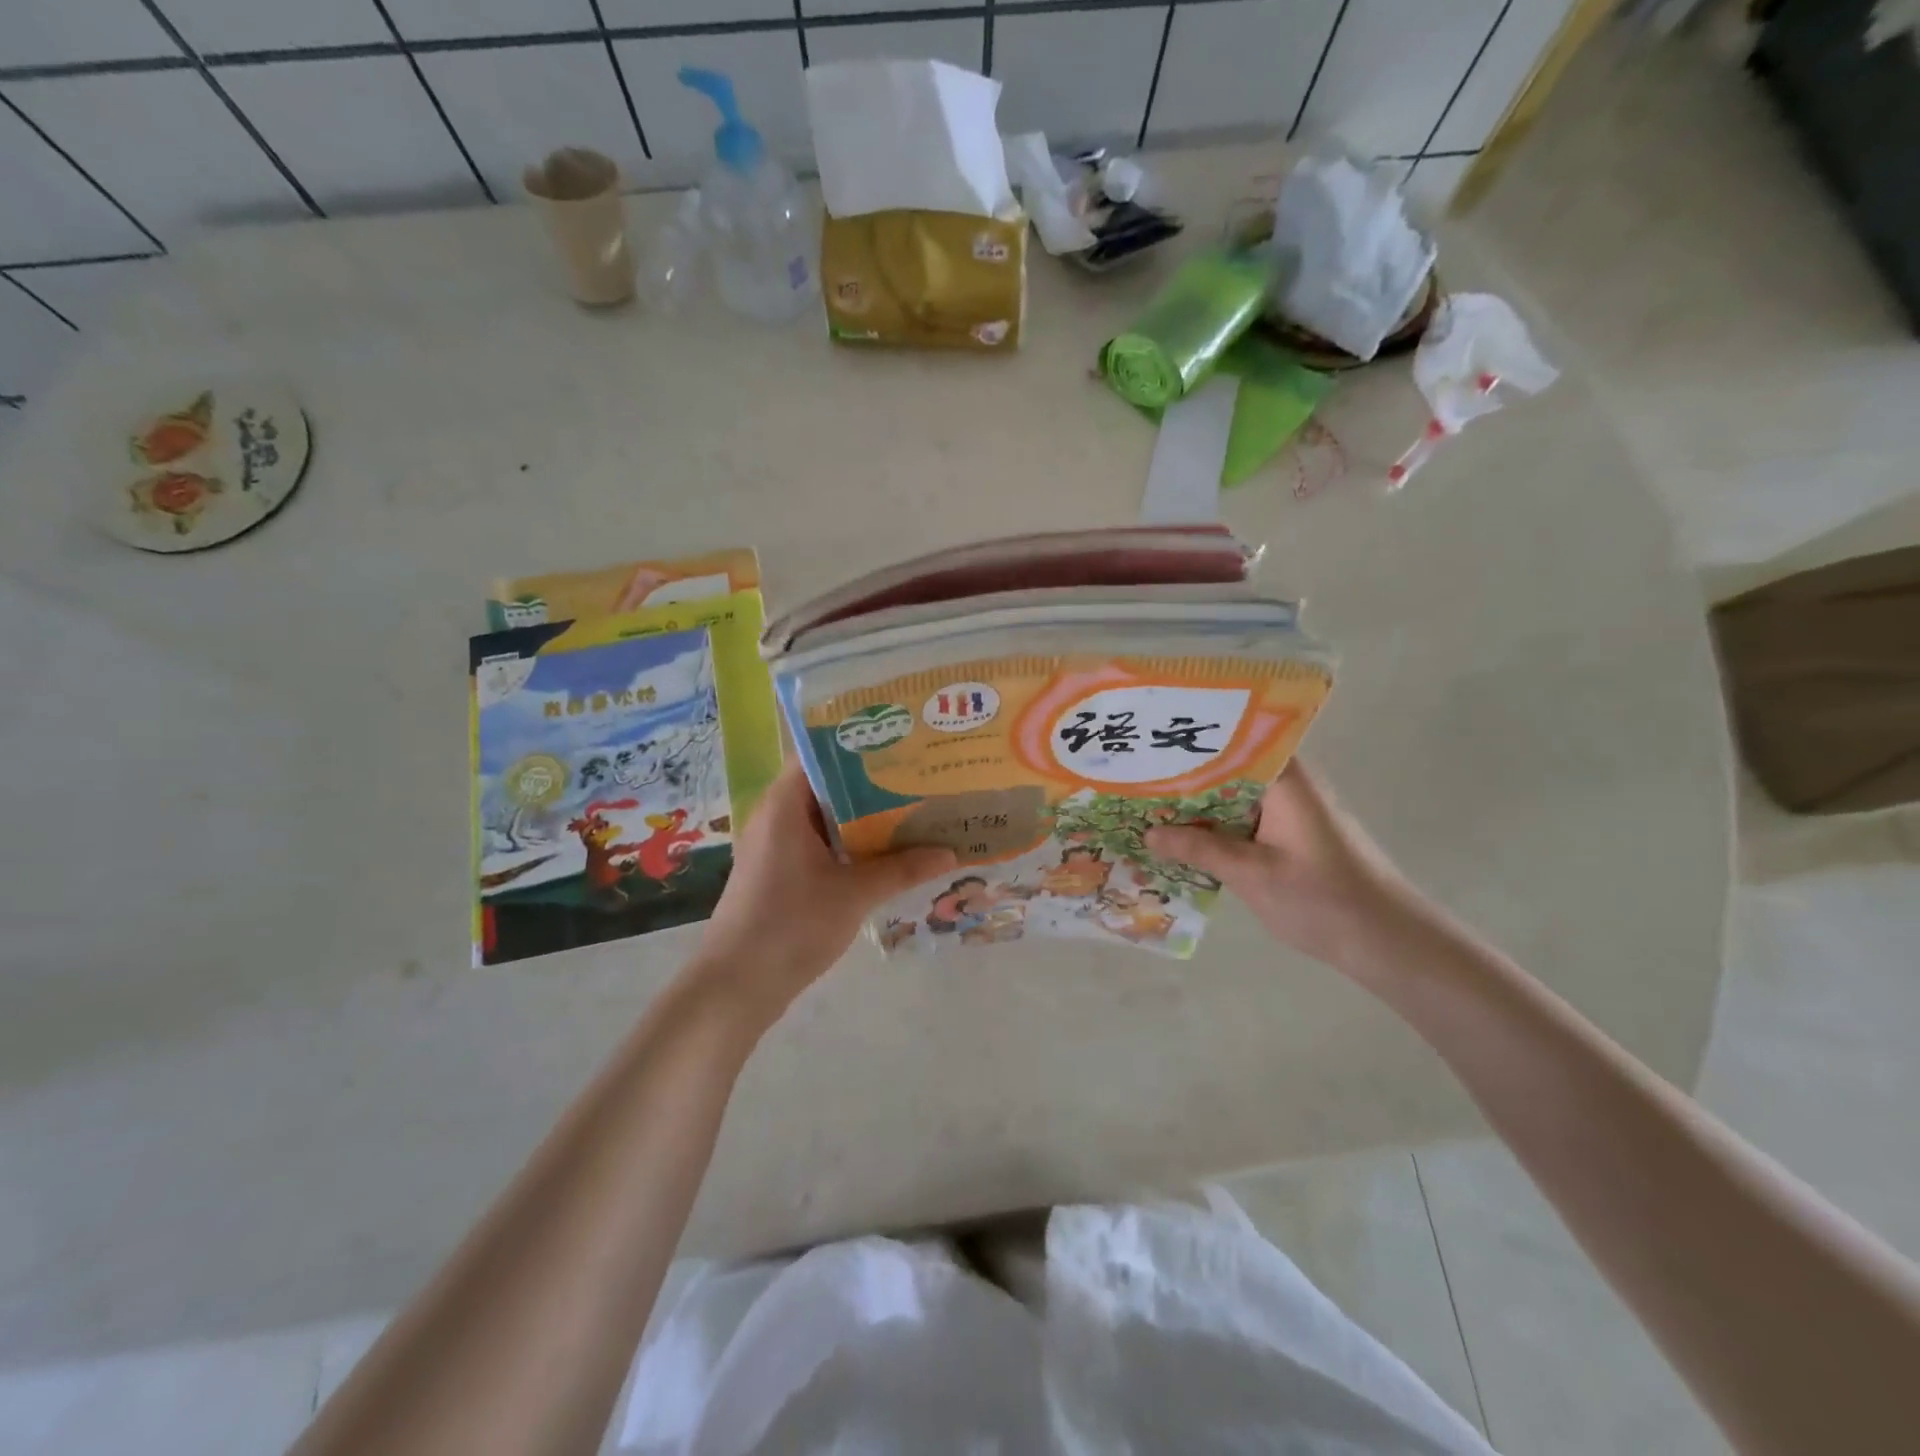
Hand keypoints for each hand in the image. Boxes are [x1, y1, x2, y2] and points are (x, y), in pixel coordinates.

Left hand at [692, 762, 955, 1022]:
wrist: (737, 985)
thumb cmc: (792, 925)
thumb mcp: (854, 894)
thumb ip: (902, 868)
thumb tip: (951, 853)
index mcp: (784, 804)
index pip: (819, 752)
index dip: (858, 742)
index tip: (899, 738)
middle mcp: (776, 815)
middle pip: (827, 783)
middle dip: (871, 780)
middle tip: (918, 773)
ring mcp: (776, 845)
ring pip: (826, 816)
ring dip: (864, 815)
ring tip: (913, 806)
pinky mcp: (780, 871)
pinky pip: (820, 842)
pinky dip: (850, 841)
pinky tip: (887, 849)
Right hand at [1145, 763, 1418, 969]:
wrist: (1390, 943)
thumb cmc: (1323, 899)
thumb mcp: (1252, 873)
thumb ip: (1199, 848)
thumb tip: (1149, 832)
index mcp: (1284, 779)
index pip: (1231, 740)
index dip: (1189, 740)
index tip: (1148, 743)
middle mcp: (1289, 785)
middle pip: (1228, 768)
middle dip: (1183, 775)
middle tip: (1134, 777)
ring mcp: (1292, 811)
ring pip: (1233, 796)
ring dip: (1198, 804)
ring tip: (1146, 803)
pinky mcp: (1293, 836)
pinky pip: (1244, 819)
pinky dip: (1216, 826)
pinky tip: (1183, 838)